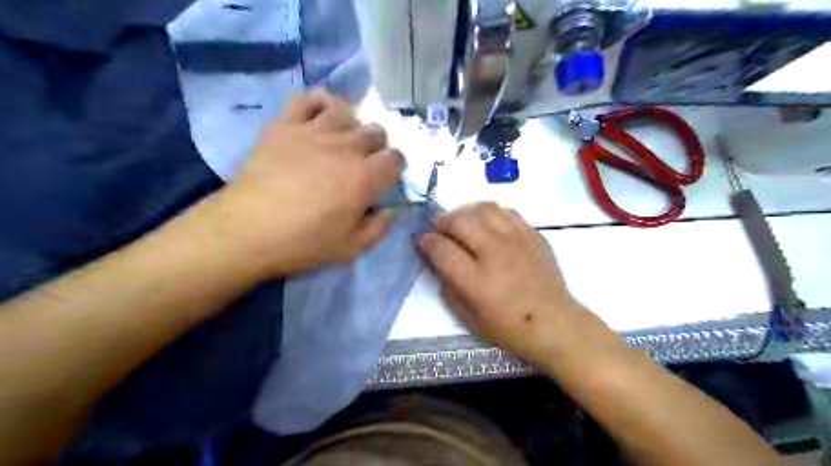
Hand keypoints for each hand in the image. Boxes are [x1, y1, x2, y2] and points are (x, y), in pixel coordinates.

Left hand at [206, 89, 403, 274]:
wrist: (247, 230)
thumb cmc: (302, 243)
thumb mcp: (351, 248)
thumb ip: (379, 228)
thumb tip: (391, 210)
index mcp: (364, 178)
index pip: (395, 158)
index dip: (395, 166)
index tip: (386, 177)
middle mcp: (345, 148)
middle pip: (375, 132)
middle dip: (377, 146)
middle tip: (364, 162)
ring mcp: (313, 132)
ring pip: (346, 112)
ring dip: (352, 124)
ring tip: (343, 139)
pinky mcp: (284, 126)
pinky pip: (307, 99)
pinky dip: (318, 103)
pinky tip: (319, 116)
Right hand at [419, 204, 593, 367]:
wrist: (555, 324)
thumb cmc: (509, 328)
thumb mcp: (468, 318)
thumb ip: (447, 287)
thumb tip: (438, 261)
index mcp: (476, 280)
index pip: (441, 248)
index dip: (425, 241)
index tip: (421, 240)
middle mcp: (494, 253)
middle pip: (459, 221)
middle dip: (442, 222)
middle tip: (440, 231)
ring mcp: (516, 240)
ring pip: (483, 208)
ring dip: (466, 213)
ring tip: (463, 225)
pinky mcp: (533, 235)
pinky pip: (506, 211)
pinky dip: (490, 214)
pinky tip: (489, 226)